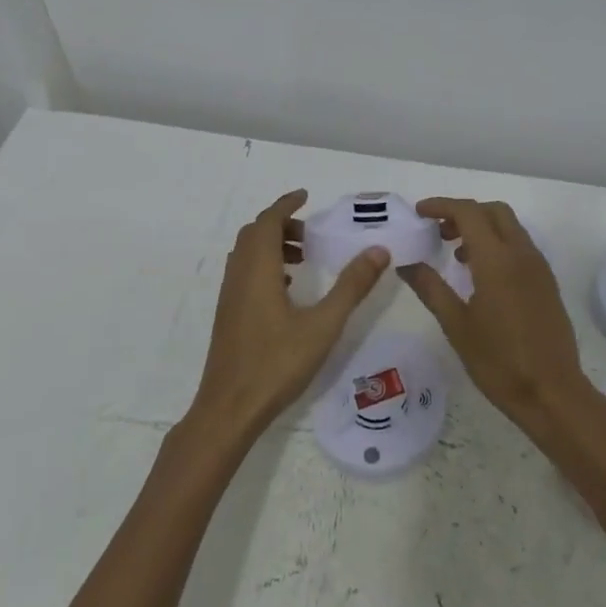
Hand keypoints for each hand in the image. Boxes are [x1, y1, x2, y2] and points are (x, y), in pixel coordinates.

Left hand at [187, 190, 389, 439]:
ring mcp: (229, 297)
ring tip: (304, 259)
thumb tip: (378, 250)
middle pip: (255, 234)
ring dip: (272, 245)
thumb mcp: (323, 325)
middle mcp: (239, 276)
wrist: (229, 410)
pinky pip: (244, 273)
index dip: (286, 204)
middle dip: (282, 225)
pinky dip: (264, 266)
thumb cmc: (277, 364)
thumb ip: (351, 286)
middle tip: (312, 235)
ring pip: (247, 254)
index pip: (268, 221)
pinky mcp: (227, 316)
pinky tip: (287, 290)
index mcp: (258, 270)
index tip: (306, 196)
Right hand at [398, 197, 592, 437]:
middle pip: (493, 211)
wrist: (552, 393)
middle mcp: (521, 253)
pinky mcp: (546, 282)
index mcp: (497, 260)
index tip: (419, 212)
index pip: (468, 212)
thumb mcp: (457, 325)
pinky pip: (520, 246)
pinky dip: (497, 244)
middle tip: (438, 231)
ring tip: (455, 254)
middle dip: (464, 213)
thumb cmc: (499, 362)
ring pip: (509, 227)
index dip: (441, 205)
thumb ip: (431, 288)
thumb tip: (406, 263)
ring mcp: (538, 267)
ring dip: (482, 228)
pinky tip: (480, 275)